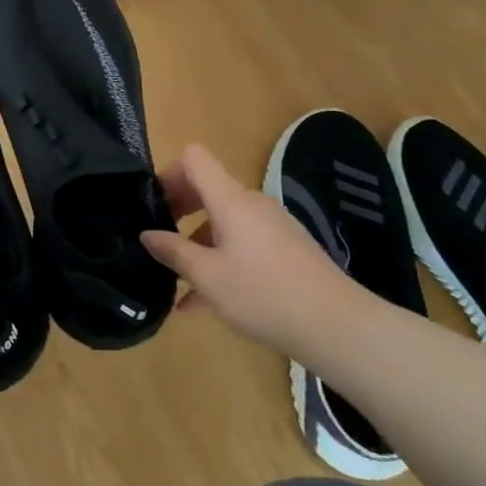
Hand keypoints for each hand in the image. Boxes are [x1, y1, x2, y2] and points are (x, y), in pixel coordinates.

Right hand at [142, 143, 359, 355]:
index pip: (194, 158)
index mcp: (231, 200)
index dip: (168, 171)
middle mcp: (252, 204)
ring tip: (176, 279)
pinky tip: (204, 301)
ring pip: (224, 222)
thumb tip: (147, 234)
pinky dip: (221, 260)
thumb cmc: (264, 295)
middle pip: (208, 188)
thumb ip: (174, 252)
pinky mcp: (286, 250)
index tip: (152, 203)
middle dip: (178, 208)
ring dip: (198, 241)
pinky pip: (243, 243)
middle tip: (157, 237)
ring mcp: (273, 227)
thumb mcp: (208, 277)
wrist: (338, 327)